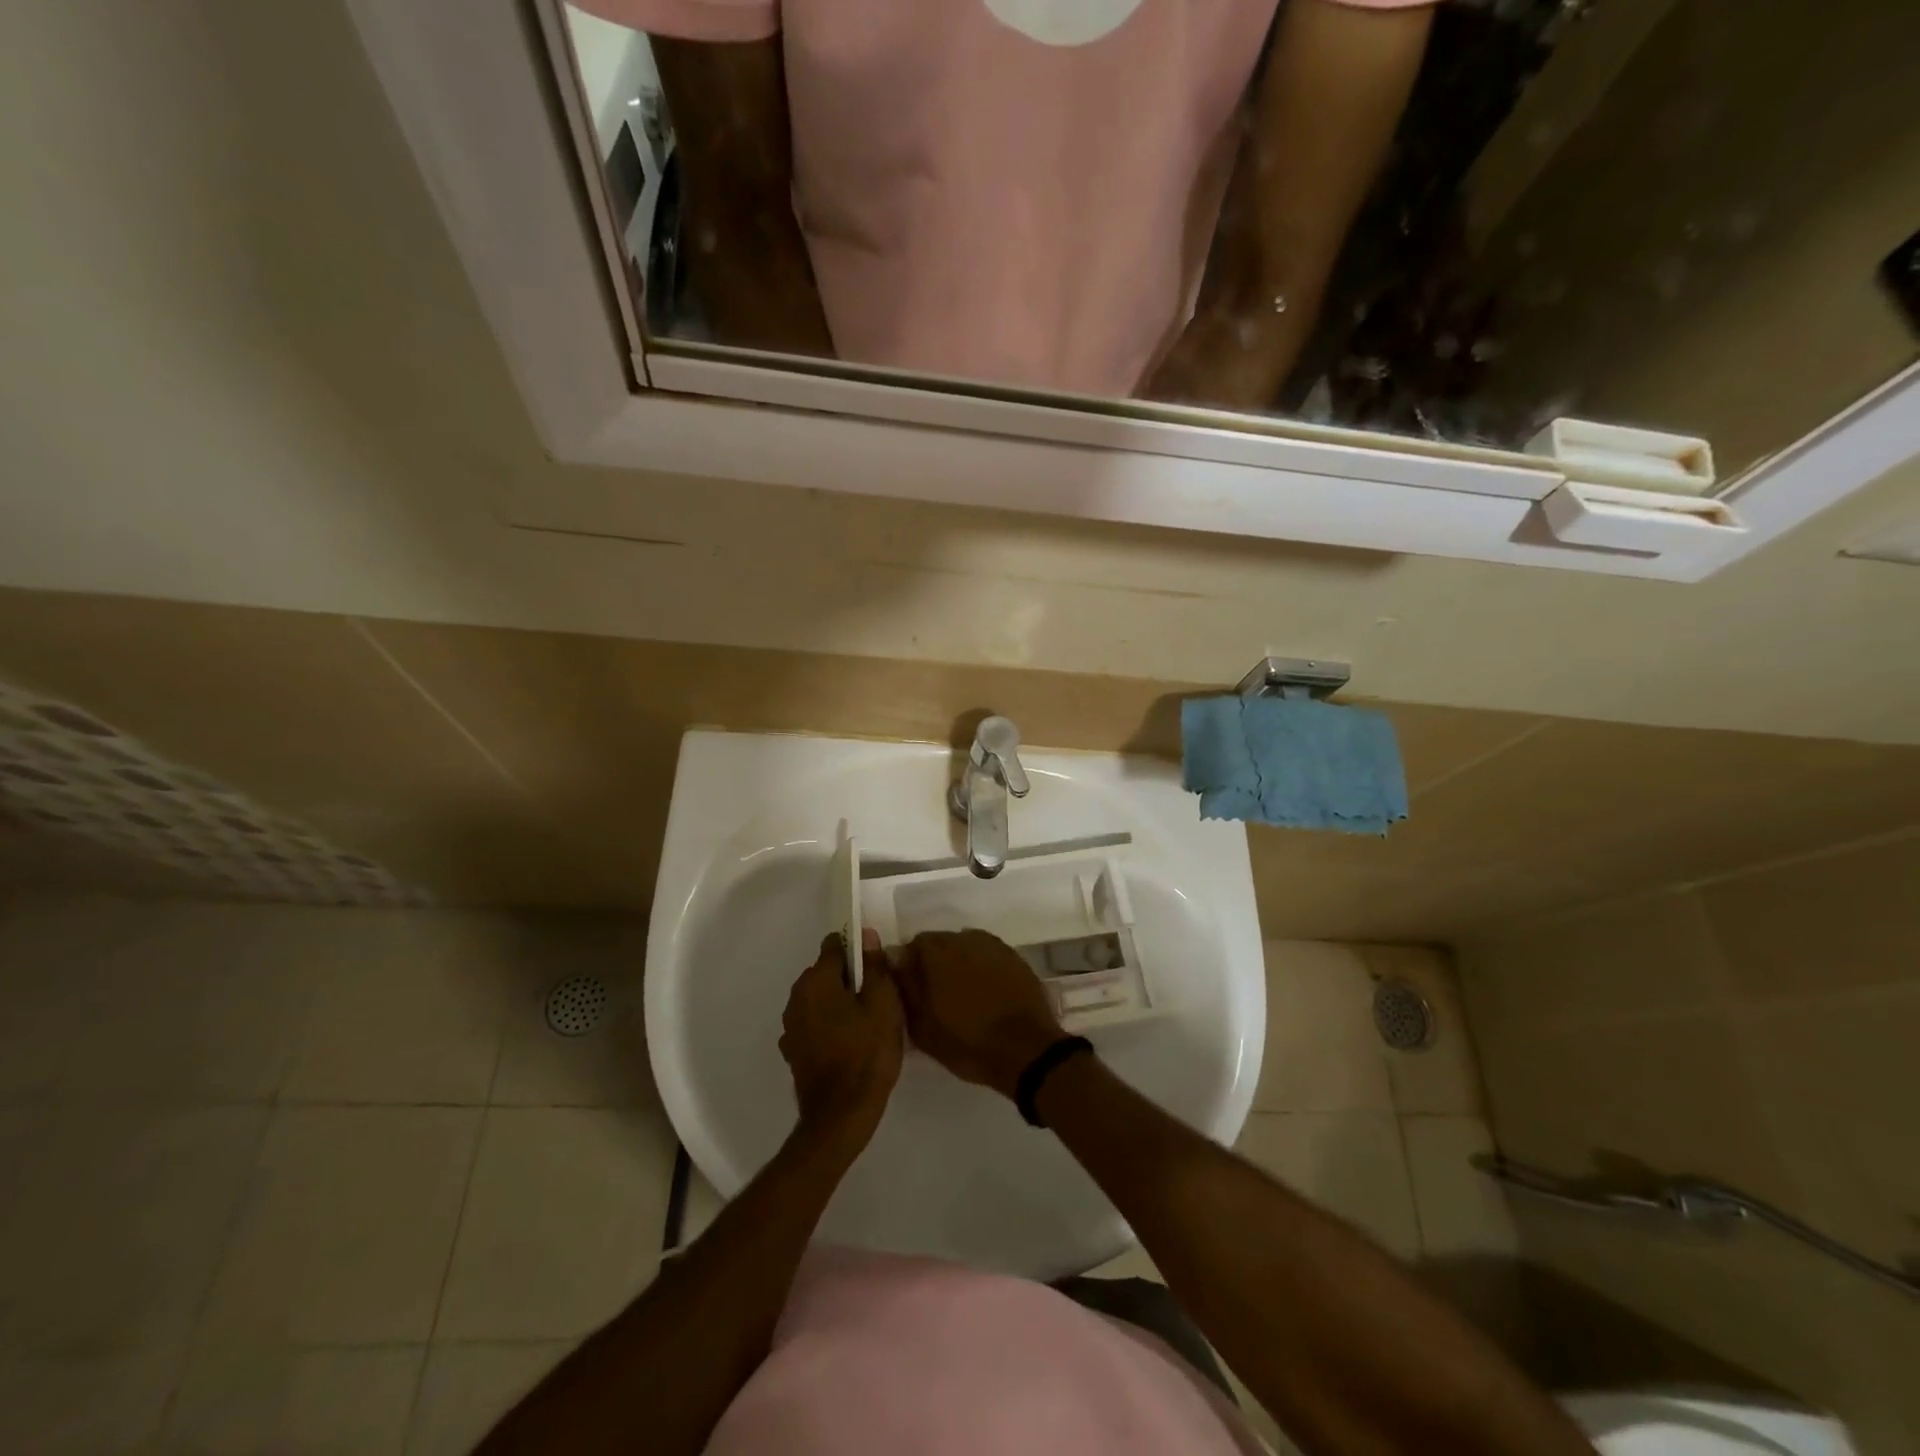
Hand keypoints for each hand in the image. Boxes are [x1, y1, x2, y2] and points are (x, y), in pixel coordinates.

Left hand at [779, 930, 903, 1146]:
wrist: (841, 1116)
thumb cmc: (867, 1054)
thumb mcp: (883, 1004)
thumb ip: (875, 966)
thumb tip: (866, 936)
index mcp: (816, 980)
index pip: (834, 945)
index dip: (857, 949)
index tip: (877, 966)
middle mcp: (797, 997)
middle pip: (825, 972)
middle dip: (849, 977)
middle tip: (878, 996)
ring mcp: (791, 1026)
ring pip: (819, 999)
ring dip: (838, 1002)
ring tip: (866, 1022)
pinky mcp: (793, 1050)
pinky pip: (814, 1023)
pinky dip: (829, 1024)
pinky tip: (849, 1042)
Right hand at [895, 930, 1064, 1099]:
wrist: (1027, 1050)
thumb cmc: (968, 1043)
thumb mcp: (923, 1028)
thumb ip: (905, 989)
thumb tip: (894, 961)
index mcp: (936, 954)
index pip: (912, 946)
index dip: (909, 966)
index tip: (913, 989)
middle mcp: (963, 939)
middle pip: (939, 942)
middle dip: (934, 962)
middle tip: (937, 993)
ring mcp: (991, 945)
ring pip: (964, 946)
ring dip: (958, 962)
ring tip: (962, 993)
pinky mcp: (1013, 955)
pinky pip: (987, 954)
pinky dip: (981, 966)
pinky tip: (985, 990)